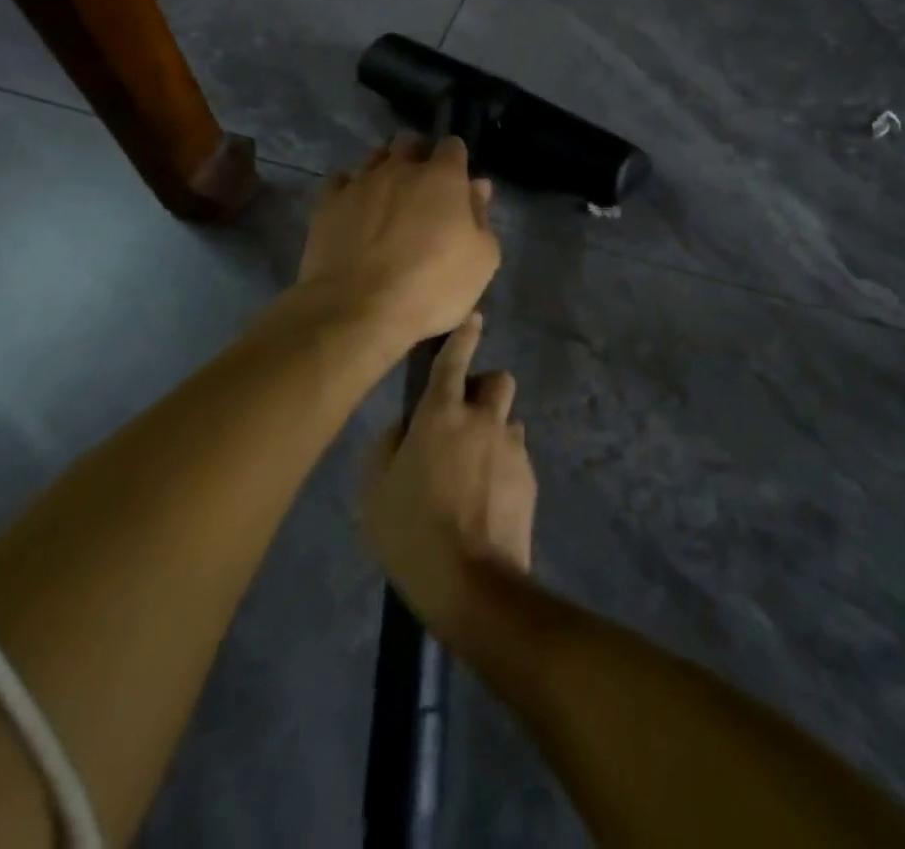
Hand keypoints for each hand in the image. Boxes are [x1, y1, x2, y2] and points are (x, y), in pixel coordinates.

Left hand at [298, 134, 500, 353]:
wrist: (359, 310)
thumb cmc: (432, 286)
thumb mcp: (481, 260)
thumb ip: (481, 217)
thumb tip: (477, 187)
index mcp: (443, 177)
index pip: (452, 146)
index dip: (456, 160)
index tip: (457, 181)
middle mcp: (400, 169)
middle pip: (409, 142)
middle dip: (417, 154)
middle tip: (422, 185)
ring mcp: (360, 183)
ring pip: (374, 157)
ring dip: (384, 167)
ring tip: (388, 194)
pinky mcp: (328, 203)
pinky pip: (340, 181)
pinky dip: (350, 188)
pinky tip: (354, 206)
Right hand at [361, 314, 536, 637]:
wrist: (469, 582)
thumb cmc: (411, 531)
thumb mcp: (376, 489)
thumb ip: (389, 446)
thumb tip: (406, 427)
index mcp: (442, 414)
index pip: (455, 360)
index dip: (464, 336)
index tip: (474, 321)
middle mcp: (483, 419)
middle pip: (498, 380)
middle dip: (484, 388)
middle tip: (464, 418)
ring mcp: (511, 447)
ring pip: (508, 422)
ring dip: (493, 433)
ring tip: (472, 473)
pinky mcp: (529, 477)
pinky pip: (515, 456)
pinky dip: (502, 467)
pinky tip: (486, 502)